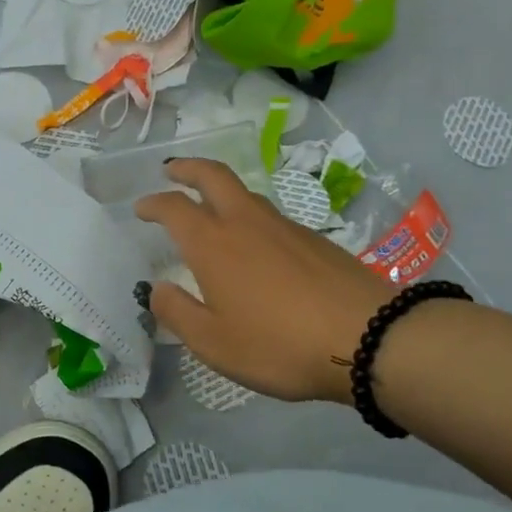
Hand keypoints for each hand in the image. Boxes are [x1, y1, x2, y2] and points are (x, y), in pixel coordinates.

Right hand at [135, 159, 390, 403]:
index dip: (153, 203)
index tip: (141, 208)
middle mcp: (245, 222)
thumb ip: (178, 313)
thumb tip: (156, 288)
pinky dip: (249, 214)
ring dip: (219, 189)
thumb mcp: (214, 343)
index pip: (174, 208)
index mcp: (213, 243)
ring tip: (210, 206)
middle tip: (171, 169)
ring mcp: (284, 227)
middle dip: (187, 167)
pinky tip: (255, 243)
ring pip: (245, 193)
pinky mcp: (315, 239)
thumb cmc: (279, 343)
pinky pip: (270, 215)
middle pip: (213, 175)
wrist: (370, 337)